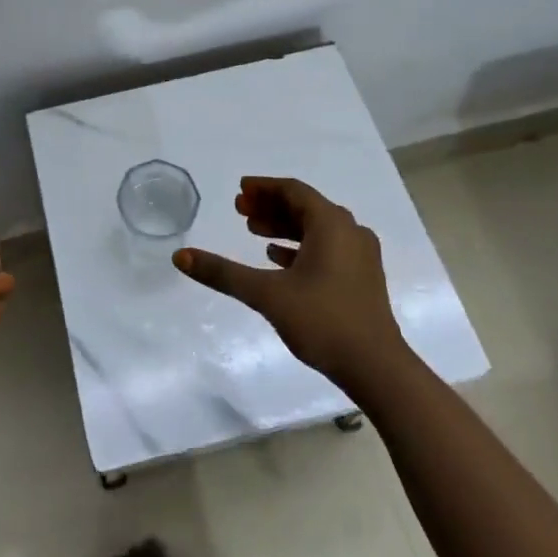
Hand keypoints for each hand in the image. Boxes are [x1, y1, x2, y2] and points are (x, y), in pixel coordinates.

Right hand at [173, 177, 406, 391]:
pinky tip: (278, 258)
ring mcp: (360, 256)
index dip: (264, 188)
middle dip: (271, 206)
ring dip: (284, 226)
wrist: (377, 369)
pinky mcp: (362, 278)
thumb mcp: (267, 294)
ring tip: (252, 232)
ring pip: (317, 229)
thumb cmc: (323, 321)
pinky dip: (300, 246)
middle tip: (240, 211)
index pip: (293, 191)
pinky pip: (327, 248)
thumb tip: (180, 257)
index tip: (239, 190)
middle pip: (305, 207)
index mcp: (331, 224)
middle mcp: (350, 231)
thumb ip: (223, 273)